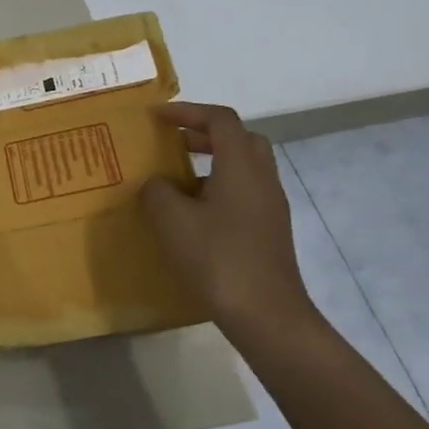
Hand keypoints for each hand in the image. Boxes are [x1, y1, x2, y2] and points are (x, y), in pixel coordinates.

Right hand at [140, 102, 316, 345]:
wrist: (267, 316)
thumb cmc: (218, 259)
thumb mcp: (172, 221)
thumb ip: (157, 191)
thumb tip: (157, 184)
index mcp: (241, 166)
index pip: (220, 120)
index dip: (188, 112)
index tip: (157, 118)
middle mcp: (262, 179)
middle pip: (240, 139)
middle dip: (205, 134)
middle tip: (174, 143)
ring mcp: (271, 207)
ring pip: (245, 167)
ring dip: (213, 163)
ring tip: (177, 180)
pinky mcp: (270, 232)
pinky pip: (245, 193)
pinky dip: (220, 189)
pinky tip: (194, 215)